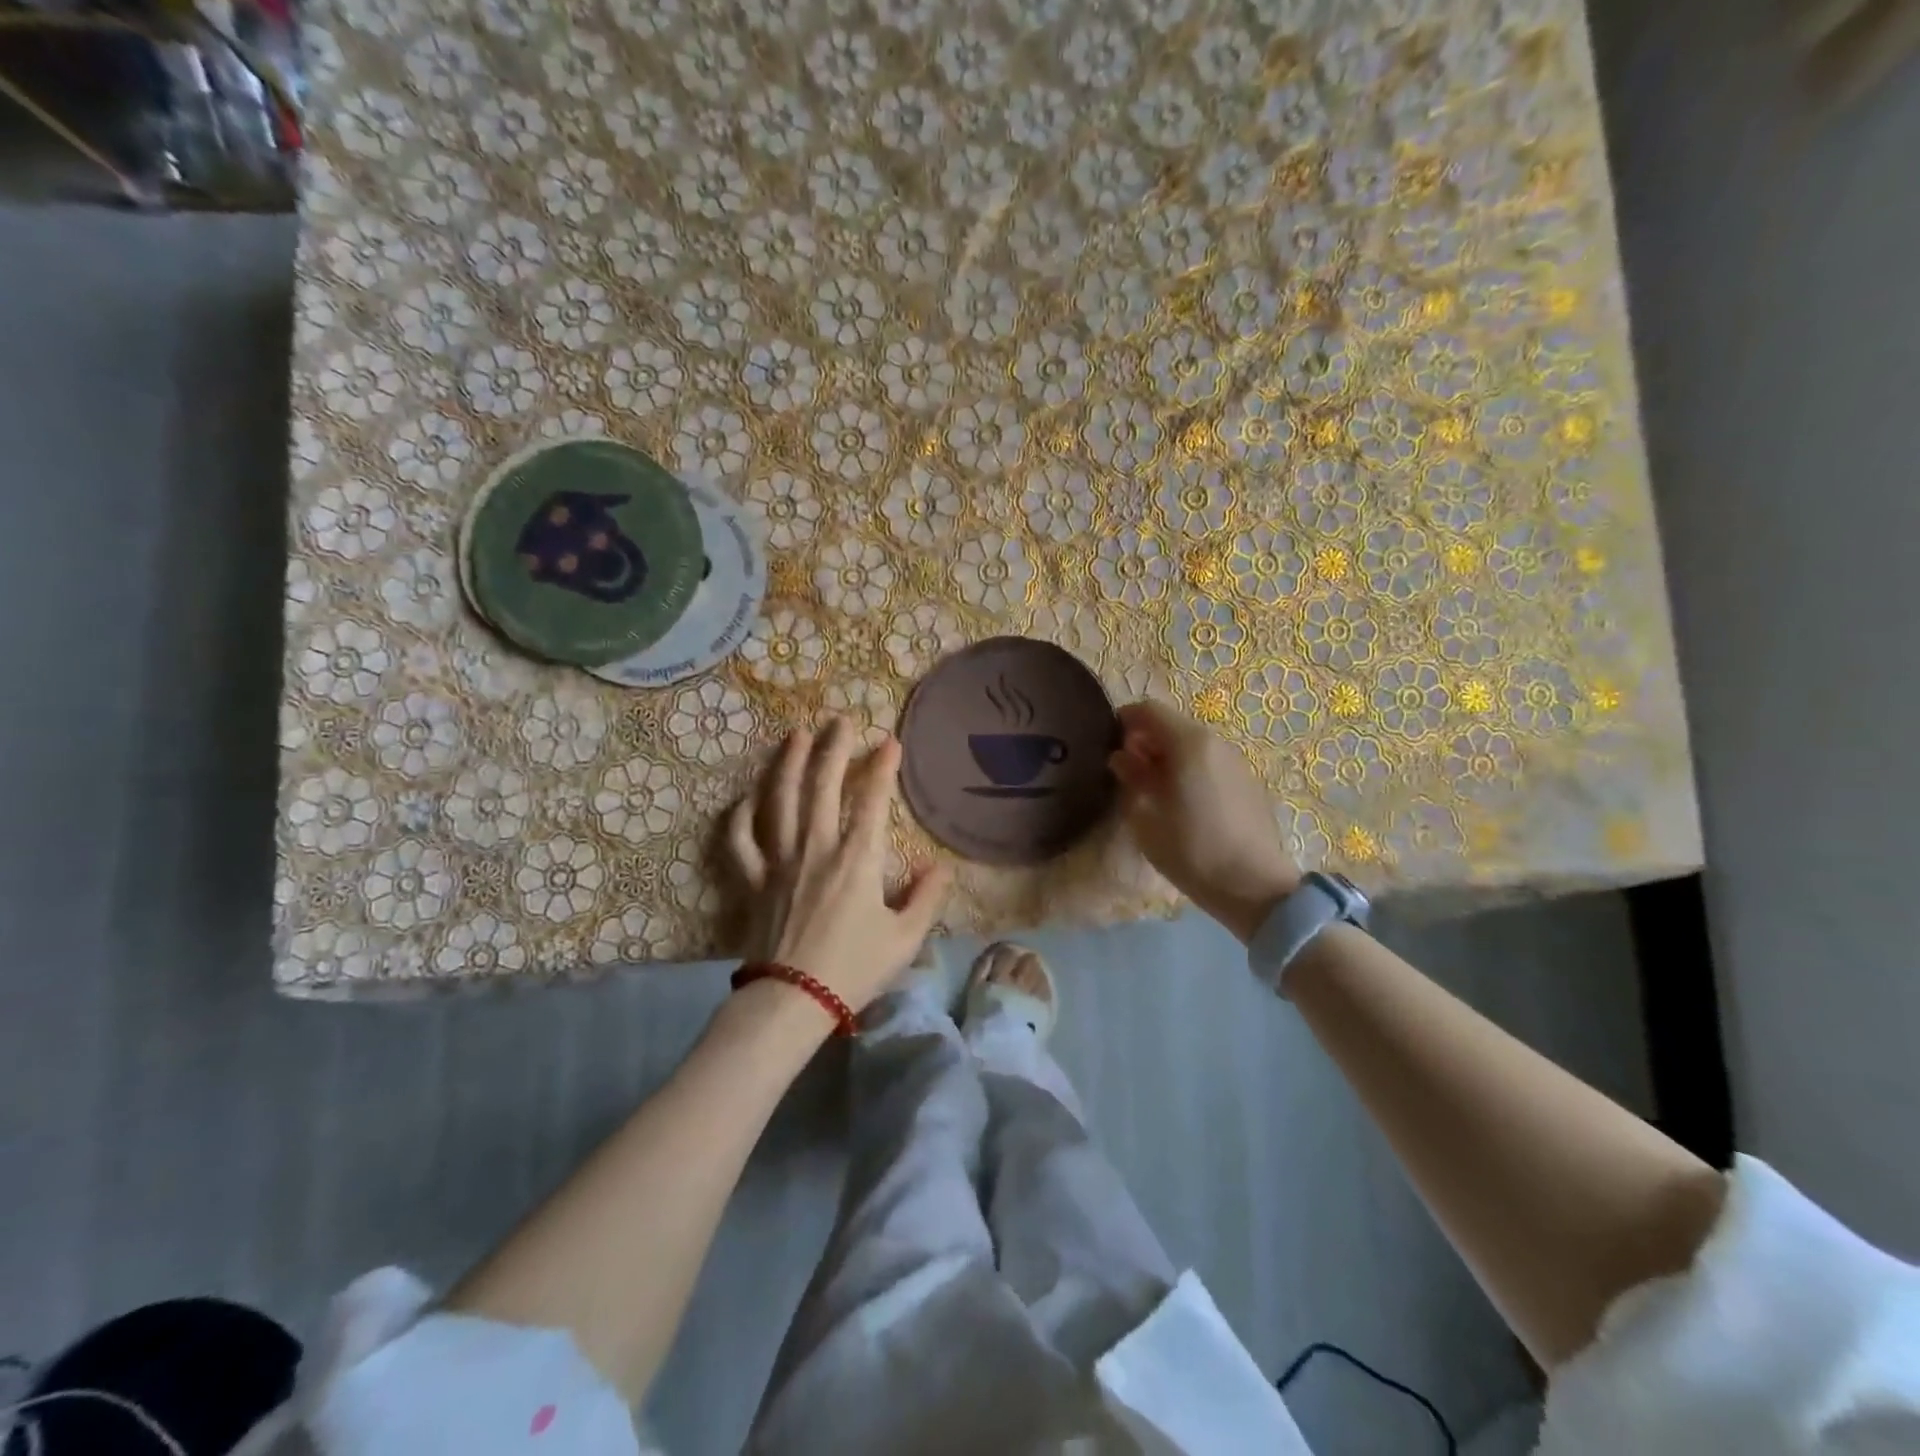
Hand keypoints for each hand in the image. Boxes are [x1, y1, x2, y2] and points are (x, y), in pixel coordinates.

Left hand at [726, 717, 950, 1020]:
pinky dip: (741, 815)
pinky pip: (741, 840)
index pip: (872, 800)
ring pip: (780, 800)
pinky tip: (747, 797)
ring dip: (789, 763)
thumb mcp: (905, 938)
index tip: (890, 742)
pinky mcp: (752, 880)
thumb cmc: (854, 969)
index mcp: (857, 858)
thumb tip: (941, 866)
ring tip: (796, 735)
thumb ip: (927, 897)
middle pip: (822, 785)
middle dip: (834, 749)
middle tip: (840, 721)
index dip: (882, 767)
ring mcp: (779, 860)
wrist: (793, 999)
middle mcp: (816, 847)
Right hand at [1108, 700, 1300, 944]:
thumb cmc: (1190, 850)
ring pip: (1193, 744)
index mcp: (1188, 744)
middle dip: (1146, 740)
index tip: (1108, 741)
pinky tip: (1182, 802)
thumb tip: (1122, 759)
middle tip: (1126, 771)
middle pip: (1173, 725)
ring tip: (1152, 789)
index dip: (1124, 720)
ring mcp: (1236, 762)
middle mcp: (1215, 742)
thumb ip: (1131, 779)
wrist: (1254, 886)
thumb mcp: (1145, 818)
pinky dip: (1190, 769)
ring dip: (1168, 756)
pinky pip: (1210, 762)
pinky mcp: (1248, 782)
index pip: (1149, 710)